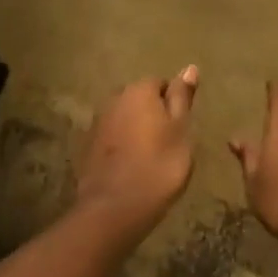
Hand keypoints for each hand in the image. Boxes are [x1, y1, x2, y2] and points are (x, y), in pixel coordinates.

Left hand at [75, 68, 197, 236]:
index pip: (161, 84)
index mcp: (139, 90)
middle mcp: (114, 98)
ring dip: (136, 132)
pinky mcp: (87, 147)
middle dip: (152, 115)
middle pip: (140, 100)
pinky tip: (131, 168)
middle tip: (168, 144)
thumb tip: (189, 67)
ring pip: (124, 119)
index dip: (173, 105)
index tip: (181, 128)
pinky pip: (112, 139)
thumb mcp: (181, 131)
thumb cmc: (158, 166)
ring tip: (150, 159)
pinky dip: (121, 148)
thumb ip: (182, 98)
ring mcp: (98, 123)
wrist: (114, 209)